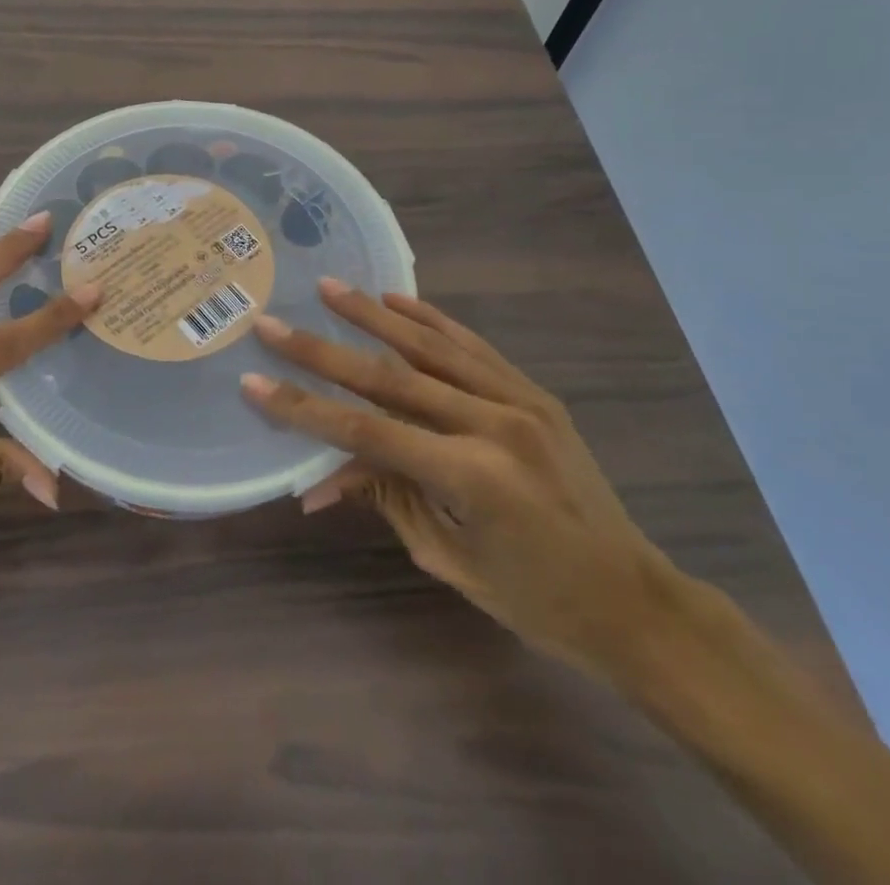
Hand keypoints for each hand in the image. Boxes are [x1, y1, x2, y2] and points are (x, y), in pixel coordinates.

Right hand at [244, 281, 678, 675]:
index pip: (367, 432)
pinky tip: (396, 300)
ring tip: (327, 288)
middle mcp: (494, 425)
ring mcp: (520, 401)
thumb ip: (385, 499)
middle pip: (390, 378)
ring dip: (372, 315)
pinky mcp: (534, 393)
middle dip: (322, 351)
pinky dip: (431, 320)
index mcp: (472, 477)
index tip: (254, 382)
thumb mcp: (447, 558)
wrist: (634, 601)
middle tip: (273, 324)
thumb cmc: (535, 600)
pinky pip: (473, 346)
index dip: (305, 408)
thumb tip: (317, 480)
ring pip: (430, 346)